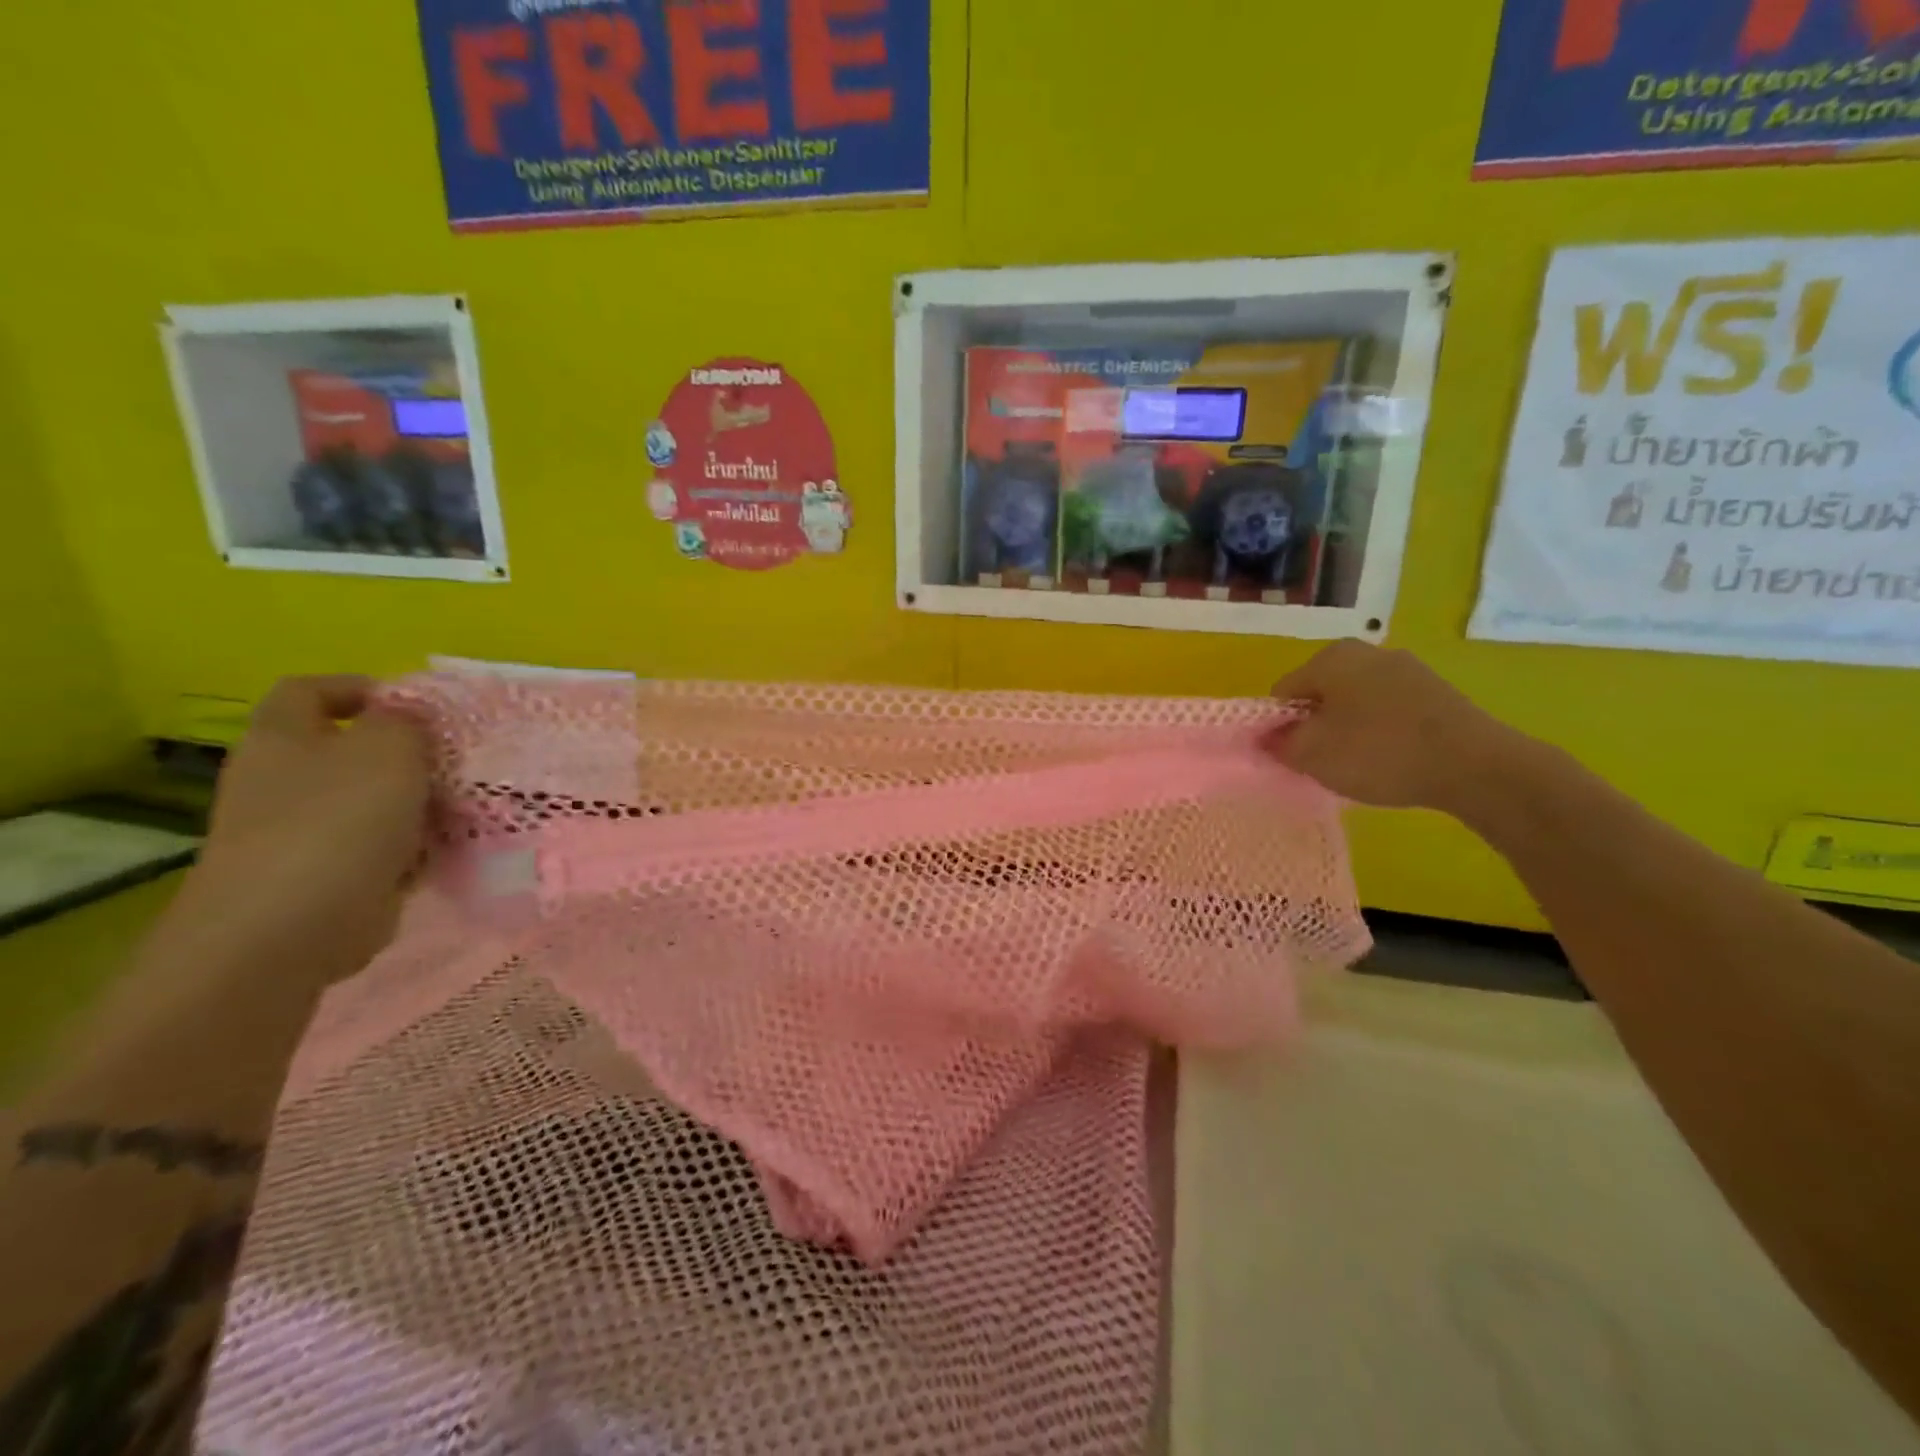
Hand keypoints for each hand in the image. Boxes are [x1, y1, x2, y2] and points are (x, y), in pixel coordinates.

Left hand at [189, 676, 430, 981]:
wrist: (290, 927)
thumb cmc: (338, 821)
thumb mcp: (388, 750)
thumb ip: (406, 722)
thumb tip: (410, 716)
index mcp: (283, 739)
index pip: (310, 691)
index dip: (360, 688)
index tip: (416, 706)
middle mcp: (283, 781)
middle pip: (350, 751)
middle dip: (407, 755)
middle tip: (457, 762)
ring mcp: (300, 833)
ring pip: (372, 802)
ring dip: (418, 805)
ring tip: (465, 808)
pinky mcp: (325, 876)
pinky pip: (380, 849)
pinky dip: (412, 849)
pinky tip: (446, 852)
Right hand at [1263, 641, 1524, 814]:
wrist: (1475, 766)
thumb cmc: (1379, 752)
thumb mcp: (1311, 754)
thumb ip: (1278, 743)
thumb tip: (1267, 737)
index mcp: (1331, 657)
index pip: (1283, 693)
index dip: (1280, 727)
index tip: (1293, 756)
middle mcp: (1367, 652)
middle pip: (1320, 695)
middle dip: (1315, 727)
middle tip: (1324, 762)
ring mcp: (1406, 669)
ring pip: (1355, 704)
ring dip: (1348, 731)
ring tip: (1360, 765)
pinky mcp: (1435, 693)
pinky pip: (1388, 712)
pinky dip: (1381, 734)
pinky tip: (1391, 760)